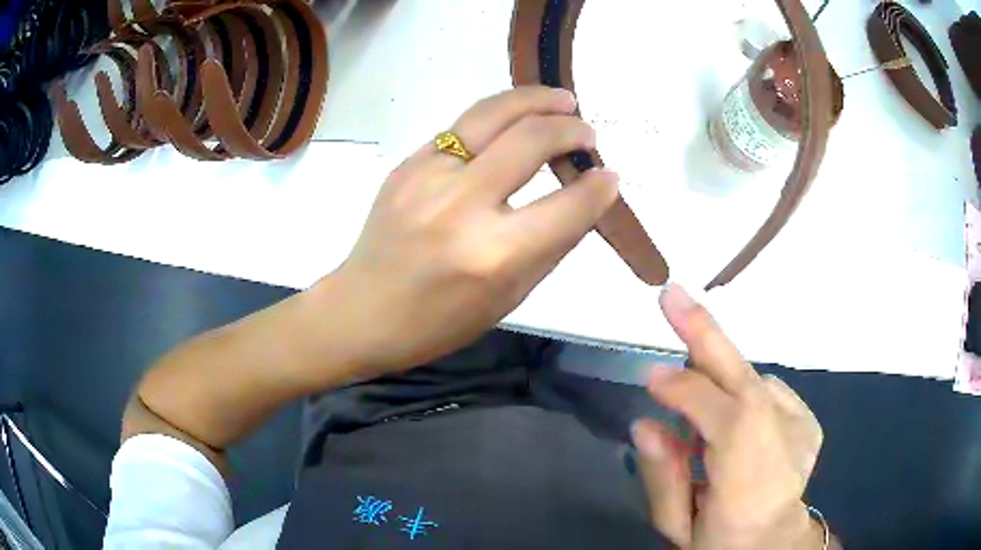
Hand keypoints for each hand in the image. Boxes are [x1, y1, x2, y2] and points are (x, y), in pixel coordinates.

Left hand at [326, 87, 618, 375]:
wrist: (363, 310)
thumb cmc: (439, 320)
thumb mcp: (509, 298)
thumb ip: (551, 245)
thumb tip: (583, 201)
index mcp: (494, 254)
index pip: (567, 206)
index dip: (599, 188)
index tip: (610, 176)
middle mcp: (462, 205)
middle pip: (532, 139)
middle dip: (571, 129)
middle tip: (587, 132)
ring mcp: (428, 176)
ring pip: (493, 113)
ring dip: (536, 100)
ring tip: (562, 100)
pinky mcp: (407, 163)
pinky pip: (463, 127)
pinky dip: (498, 117)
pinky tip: (513, 121)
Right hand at [632, 284, 826, 548]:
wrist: (774, 542)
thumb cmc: (720, 540)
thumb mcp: (677, 525)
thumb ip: (662, 475)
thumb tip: (645, 422)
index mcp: (748, 480)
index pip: (720, 416)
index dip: (682, 390)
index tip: (649, 375)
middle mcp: (783, 444)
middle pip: (744, 378)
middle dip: (706, 334)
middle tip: (673, 295)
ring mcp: (802, 426)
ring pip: (752, 378)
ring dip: (718, 373)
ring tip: (694, 385)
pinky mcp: (809, 420)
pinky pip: (768, 388)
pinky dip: (742, 391)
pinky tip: (733, 416)